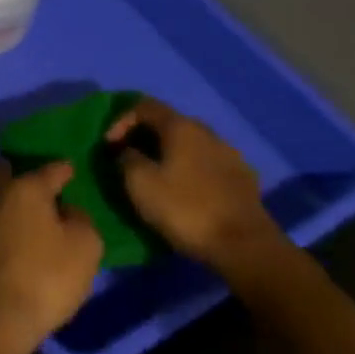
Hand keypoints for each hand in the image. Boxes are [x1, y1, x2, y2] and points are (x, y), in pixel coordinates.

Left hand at [0, 161, 102, 349]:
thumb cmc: (47, 274)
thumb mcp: (85, 246)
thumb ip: (82, 220)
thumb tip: (68, 212)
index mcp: (27, 187)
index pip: (51, 169)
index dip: (66, 168)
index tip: (74, 168)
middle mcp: (0, 195)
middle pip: (13, 175)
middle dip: (29, 177)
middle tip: (49, 186)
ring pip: (3, 199)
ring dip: (19, 203)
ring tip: (41, 214)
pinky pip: (0, 223)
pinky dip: (13, 224)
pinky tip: (26, 236)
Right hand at [106, 98, 278, 268]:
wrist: (245, 246)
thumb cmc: (186, 209)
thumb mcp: (140, 183)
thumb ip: (126, 159)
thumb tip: (128, 152)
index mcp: (181, 127)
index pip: (144, 106)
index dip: (120, 121)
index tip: (109, 147)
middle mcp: (207, 132)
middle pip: (168, 123)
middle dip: (143, 137)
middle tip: (127, 159)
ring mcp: (229, 155)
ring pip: (189, 144)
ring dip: (167, 154)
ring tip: (155, 176)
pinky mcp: (243, 179)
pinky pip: (206, 164)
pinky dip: (189, 170)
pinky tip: (184, 191)